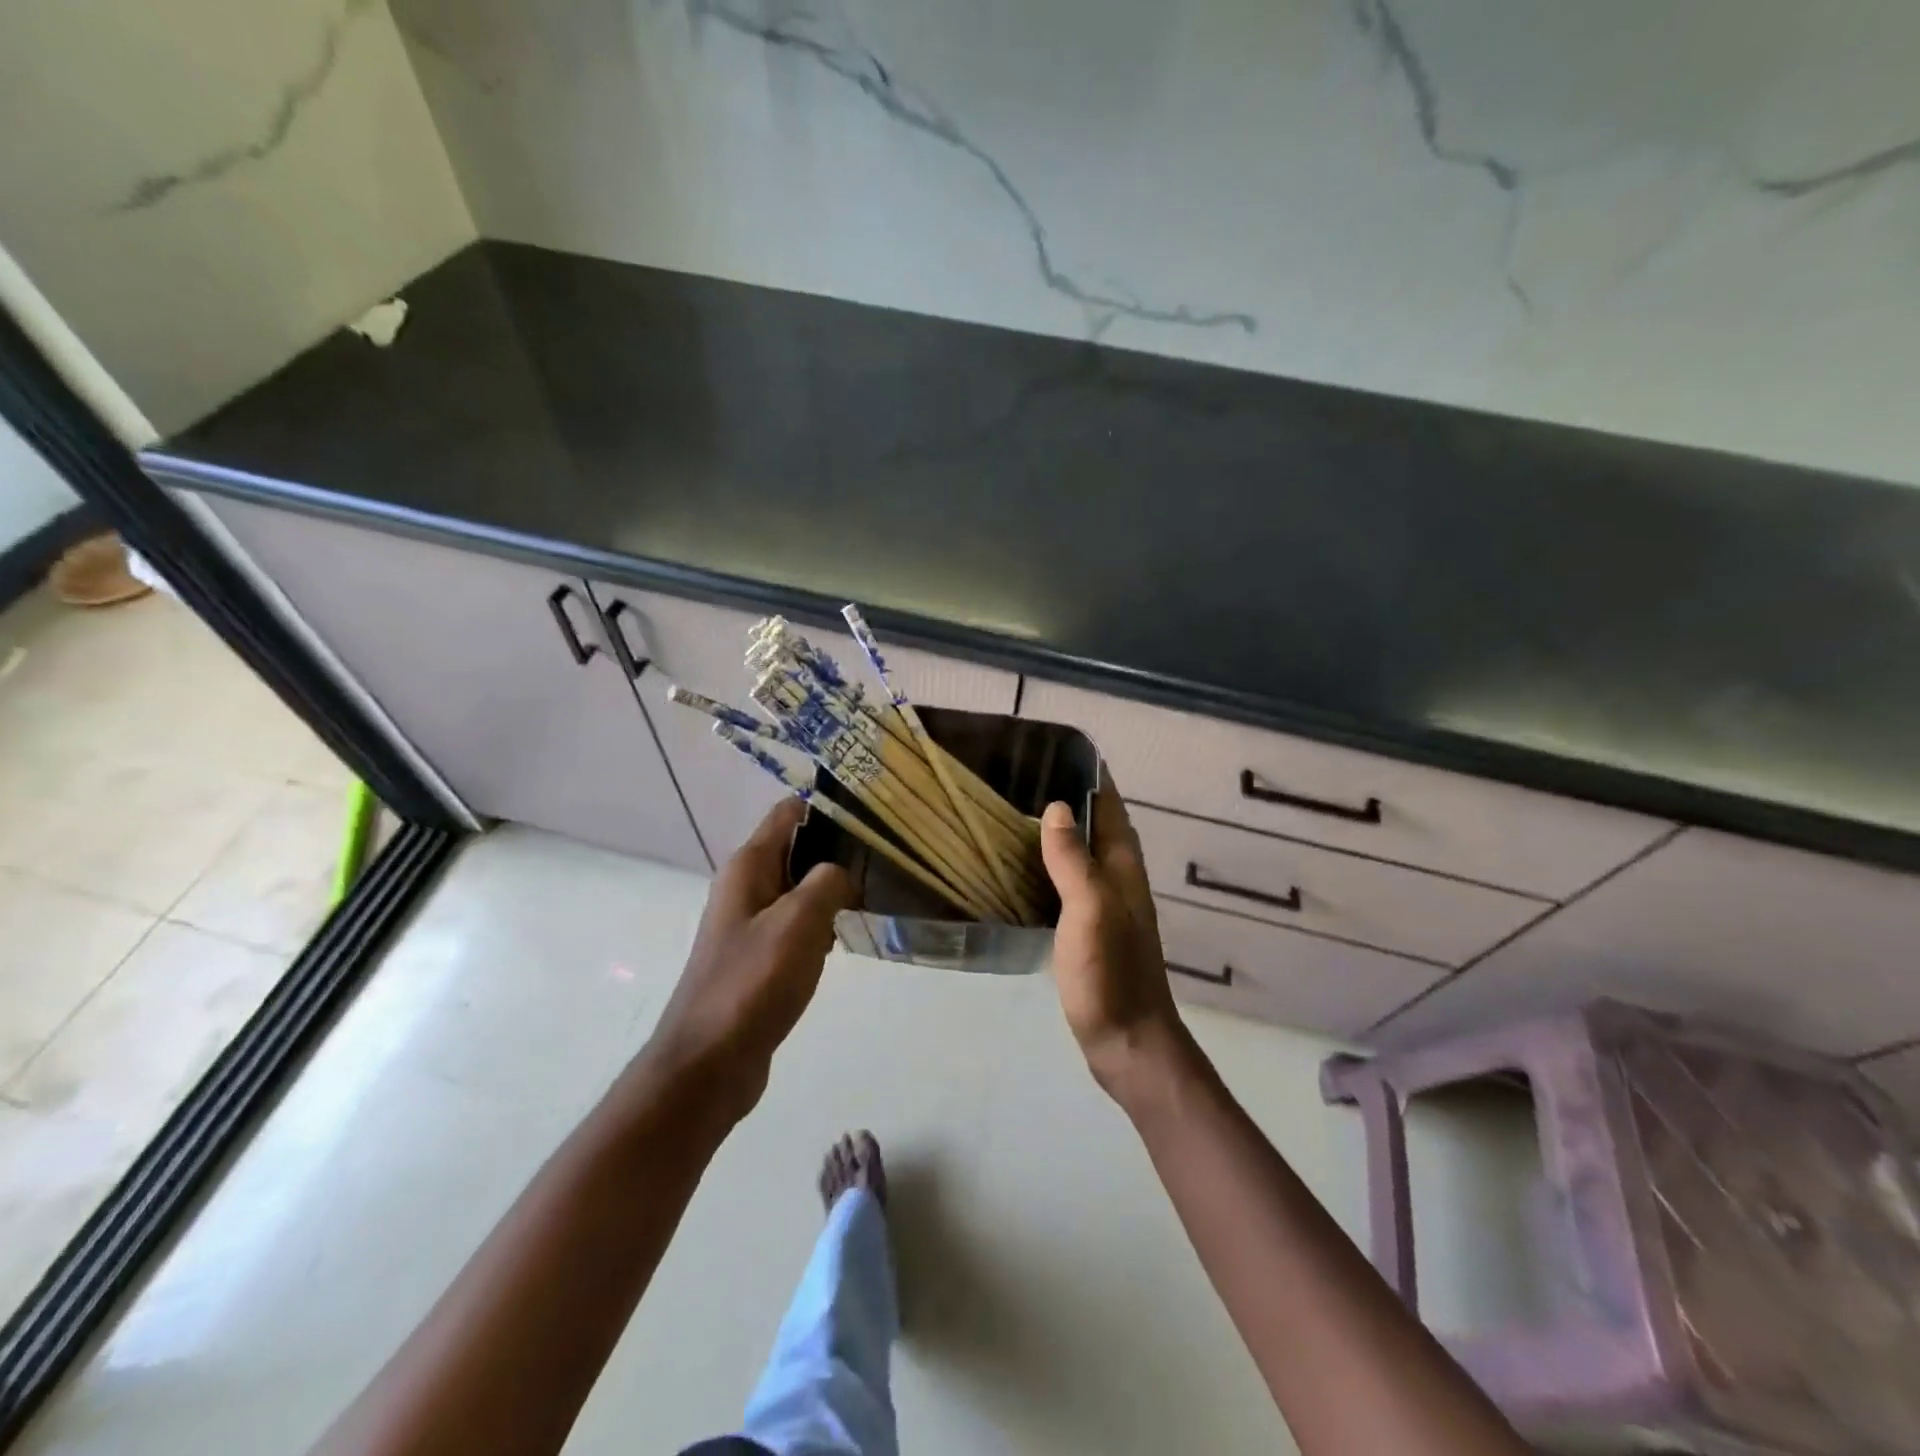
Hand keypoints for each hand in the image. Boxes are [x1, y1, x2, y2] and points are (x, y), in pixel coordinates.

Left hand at [644, 798, 853, 1120]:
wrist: (709, 1063)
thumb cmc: (753, 982)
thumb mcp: (799, 921)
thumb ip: (828, 881)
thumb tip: (844, 872)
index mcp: (749, 866)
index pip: (790, 812)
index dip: (830, 810)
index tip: (874, 821)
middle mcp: (746, 886)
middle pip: (798, 848)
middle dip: (838, 853)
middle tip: (884, 864)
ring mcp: (750, 923)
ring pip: (800, 888)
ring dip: (833, 891)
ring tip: (874, 898)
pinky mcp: (758, 956)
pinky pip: (796, 924)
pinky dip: (821, 924)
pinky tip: (845, 938)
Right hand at [1040, 782, 1187, 1094]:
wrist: (1128, 1042)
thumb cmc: (1110, 973)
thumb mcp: (1089, 910)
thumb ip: (1073, 860)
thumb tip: (1055, 809)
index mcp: (1123, 867)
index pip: (1110, 806)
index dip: (1090, 776)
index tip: (1056, 750)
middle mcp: (1118, 879)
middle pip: (1096, 825)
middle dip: (1068, 798)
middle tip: (1021, 777)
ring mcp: (1106, 906)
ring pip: (1081, 854)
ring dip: (1057, 831)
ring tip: (1014, 813)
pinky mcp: (1090, 930)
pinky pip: (1069, 882)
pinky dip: (1049, 866)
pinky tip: (1022, 868)